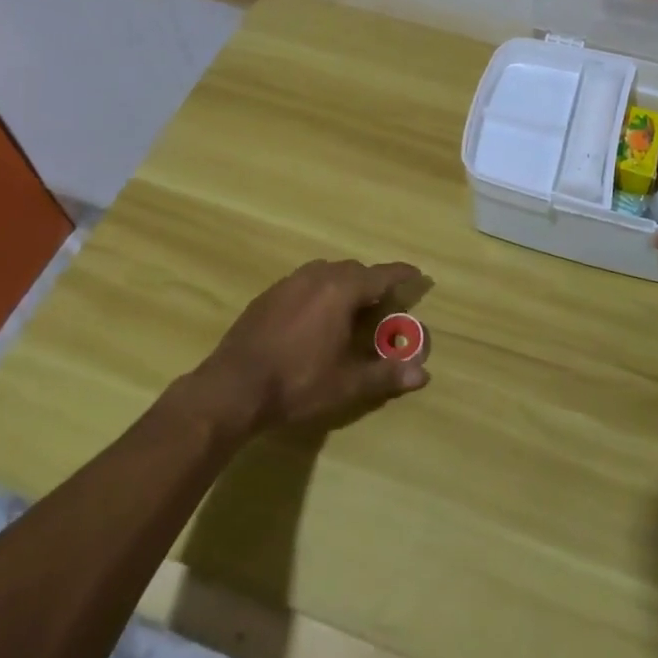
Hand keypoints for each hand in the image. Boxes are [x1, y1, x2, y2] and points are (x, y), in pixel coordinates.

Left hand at [191, 260, 428, 435]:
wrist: (234, 386)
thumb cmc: (298, 382)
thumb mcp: (347, 383)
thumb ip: (386, 374)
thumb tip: (422, 374)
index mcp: (341, 290)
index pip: (380, 275)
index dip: (401, 274)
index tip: (417, 274)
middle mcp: (317, 276)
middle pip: (353, 270)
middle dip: (371, 283)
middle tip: (381, 305)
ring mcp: (288, 283)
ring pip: (326, 273)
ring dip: (343, 285)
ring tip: (349, 310)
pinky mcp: (268, 295)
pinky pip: (303, 283)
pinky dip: (318, 292)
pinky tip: (313, 319)